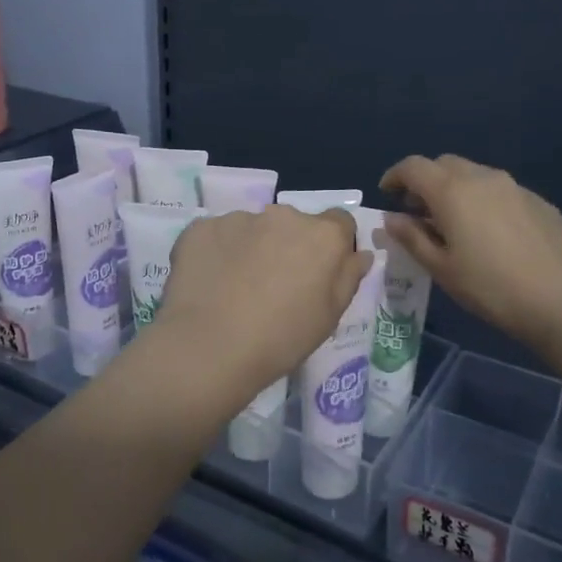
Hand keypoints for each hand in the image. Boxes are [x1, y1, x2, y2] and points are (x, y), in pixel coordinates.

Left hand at [153, 206, 373, 405]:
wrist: (209, 347)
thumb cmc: (281, 338)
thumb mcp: (329, 317)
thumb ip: (348, 277)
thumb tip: (359, 254)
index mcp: (322, 235)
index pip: (340, 222)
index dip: (332, 246)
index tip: (319, 272)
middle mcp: (283, 214)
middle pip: (293, 224)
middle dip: (289, 245)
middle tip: (274, 285)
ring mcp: (238, 218)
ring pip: (253, 228)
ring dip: (252, 247)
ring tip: (235, 288)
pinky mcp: (201, 227)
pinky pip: (217, 235)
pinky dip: (217, 252)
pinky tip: (209, 284)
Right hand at [380, 154, 561, 352]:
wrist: (561, 300)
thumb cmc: (489, 287)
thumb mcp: (441, 268)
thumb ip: (412, 237)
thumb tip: (392, 218)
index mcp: (452, 191)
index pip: (413, 166)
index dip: (395, 176)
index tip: (387, 193)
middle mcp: (483, 177)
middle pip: (445, 164)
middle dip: (426, 181)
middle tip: (418, 211)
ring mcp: (515, 187)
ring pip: (475, 175)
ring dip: (456, 189)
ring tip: (454, 223)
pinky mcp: (539, 202)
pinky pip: (501, 191)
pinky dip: (484, 201)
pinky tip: (491, 234)